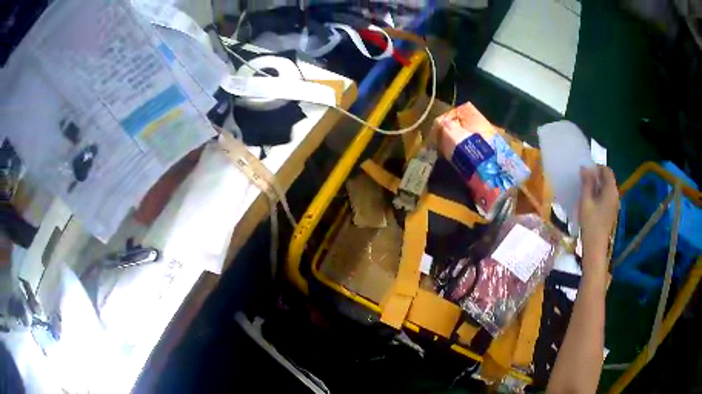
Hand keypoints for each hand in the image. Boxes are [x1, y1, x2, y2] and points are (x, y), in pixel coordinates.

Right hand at [579, 165, 618, 272]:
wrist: (595, 247)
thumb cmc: (590, 223)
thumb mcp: (586, 201)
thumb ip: (586, 183)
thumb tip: (585, 168)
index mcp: (611, 190)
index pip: (607, 171)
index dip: (597, 168)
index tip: (586, 171)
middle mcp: (615, 195)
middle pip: (608, 180)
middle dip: (596, 177)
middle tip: (583, 181)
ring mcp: (614, 205)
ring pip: (607, 189)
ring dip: (597, 187)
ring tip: (585, 191)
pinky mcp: (611, 213)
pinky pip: (606, 198)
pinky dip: (599, 195)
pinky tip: (590, 203)